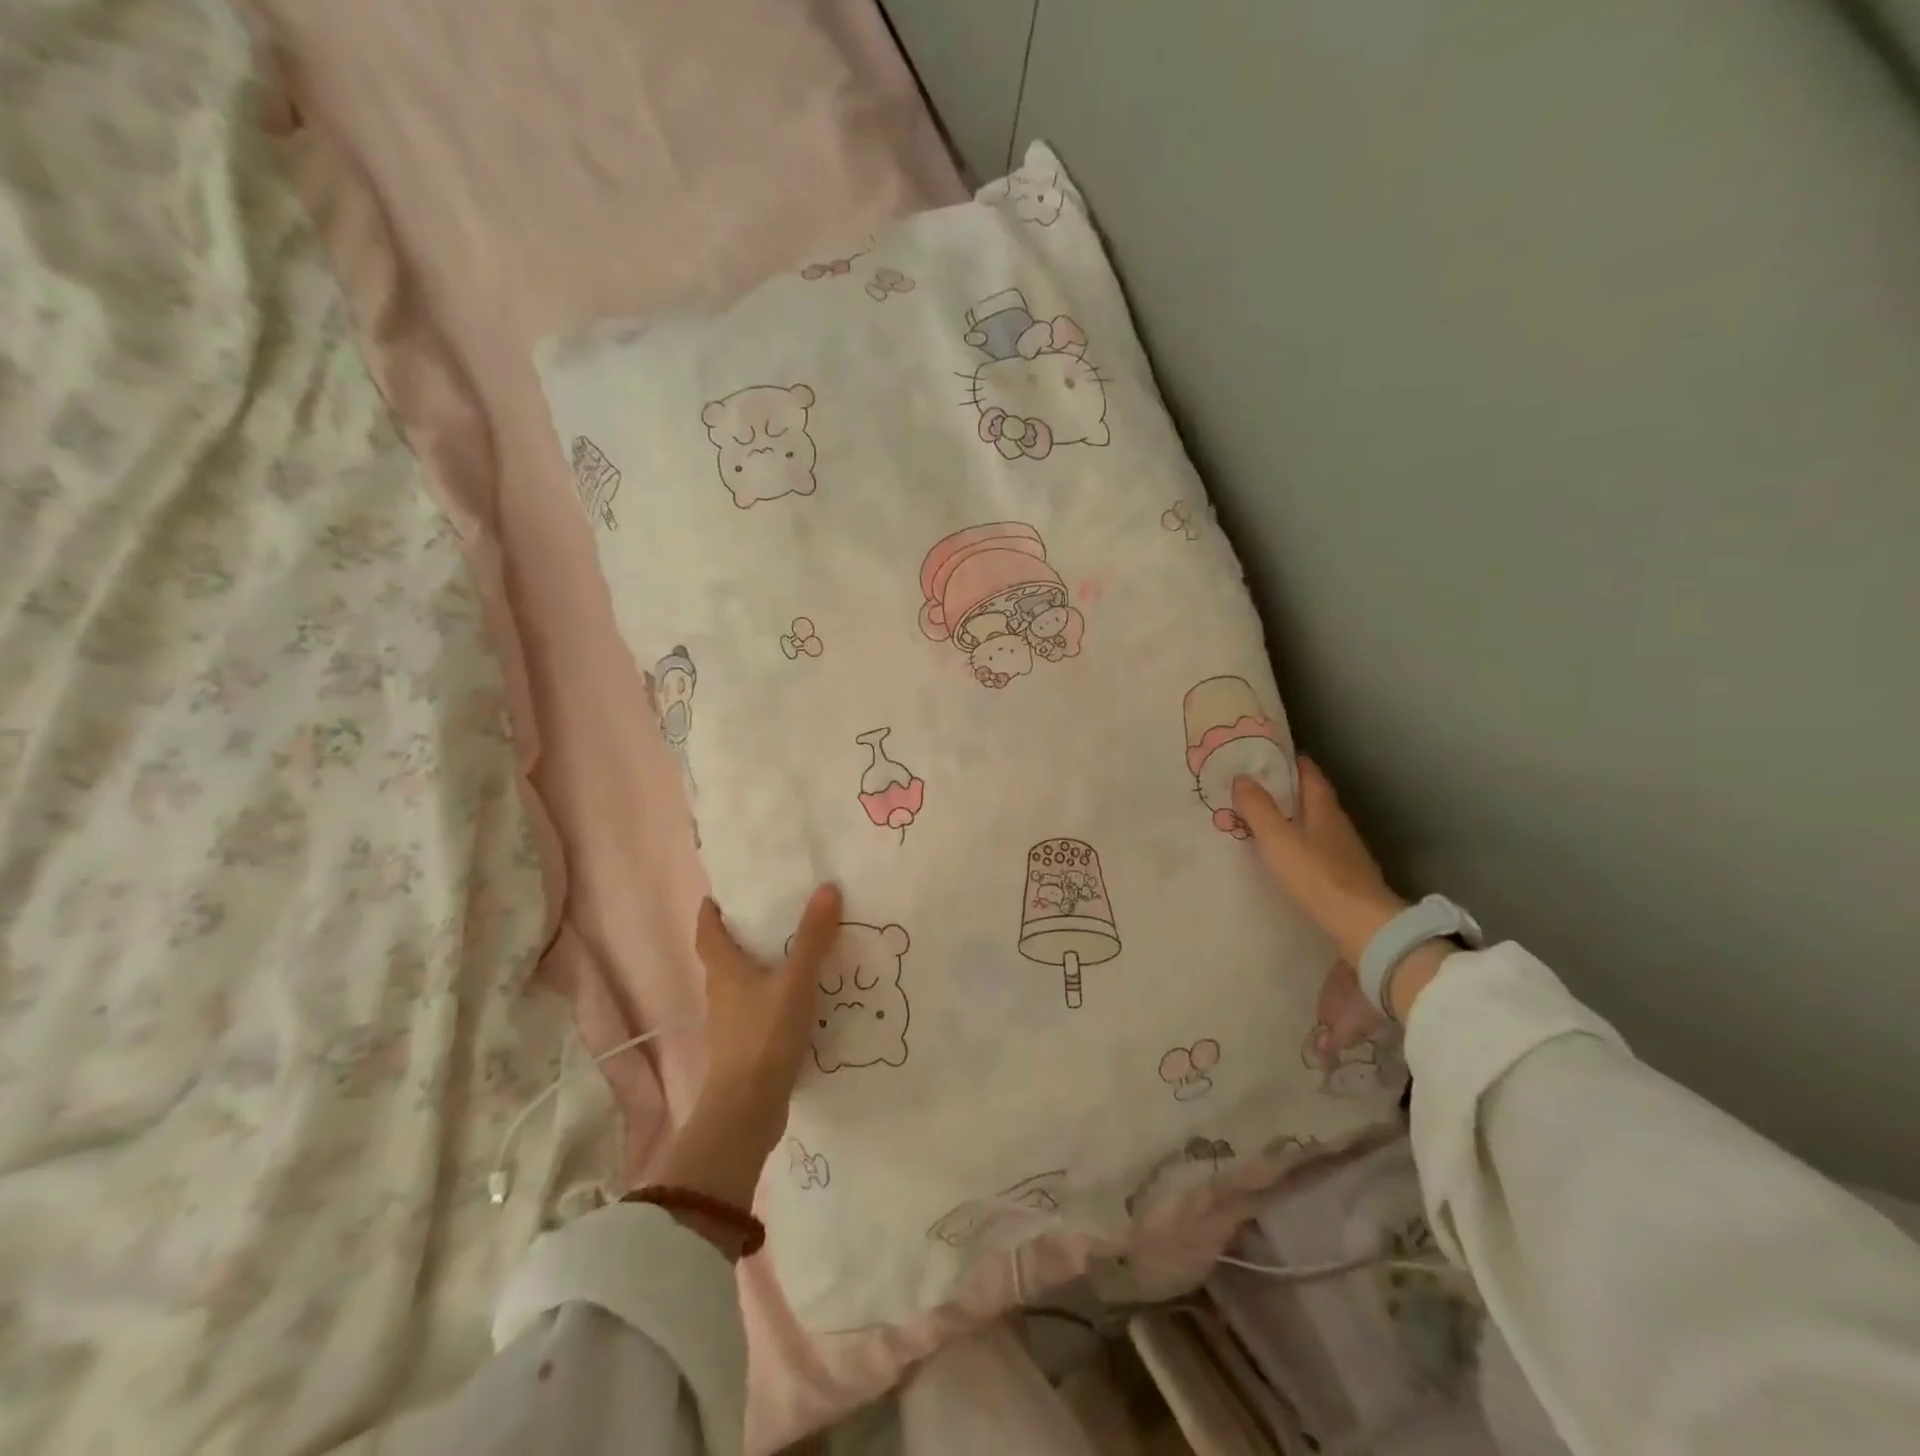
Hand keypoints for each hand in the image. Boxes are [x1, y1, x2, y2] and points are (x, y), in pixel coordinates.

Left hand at [658, 885, 840, 1210]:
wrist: (747, 1110)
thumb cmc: (764, 1036)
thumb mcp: (795, 981)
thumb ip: (812, 938)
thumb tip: (827, 888)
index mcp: (724, 972)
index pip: (707, 933)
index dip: (711, 912)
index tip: (719, 895)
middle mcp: (720, 994)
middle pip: (723, 958)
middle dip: (741, 936)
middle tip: (771, 916)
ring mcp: (730, 1025)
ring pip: (741, 986)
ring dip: (758, 969)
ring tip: (793, 954)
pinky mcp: (744, 1048)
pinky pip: (757, 1011)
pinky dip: (772, 998)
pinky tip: (798, 1000)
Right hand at [1234, 760, 1452, 1022]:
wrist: (1362, 925)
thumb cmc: (1316, 875)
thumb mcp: (1278, 839)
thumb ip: (1258, 808)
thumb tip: (1242, 777)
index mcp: (1323, 807)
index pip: (1308, 772)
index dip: (1288, 759)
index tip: (1264, 753)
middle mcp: (1337, 823)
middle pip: (1312, 796)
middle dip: (1286, 788)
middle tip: (1254, 785)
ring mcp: (1344, 850)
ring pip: (1314, 822)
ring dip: (1292, 816)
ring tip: (1263, 818)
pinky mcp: (1345, 874)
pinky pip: (1317, 847)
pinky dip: (1299, 841)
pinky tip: (1286, 853)